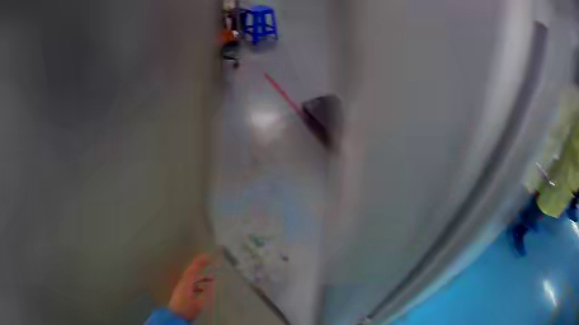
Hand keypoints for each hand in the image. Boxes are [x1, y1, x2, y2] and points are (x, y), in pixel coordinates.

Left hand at [168, 254, 213, 320]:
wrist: (175, 317)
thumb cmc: (186, 309)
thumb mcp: (199, 303)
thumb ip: (206, 293)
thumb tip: (211, 284)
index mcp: (186, 283)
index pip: (193, 269)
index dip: (200, 262)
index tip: (208, 257)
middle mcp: (182, 283)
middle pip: (192, 273)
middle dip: (201, 269)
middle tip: (210, 266)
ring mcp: (181, 288)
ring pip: (192, 279)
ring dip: (201, 278)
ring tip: (211, 281)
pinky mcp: (181, 294)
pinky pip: (190, 285)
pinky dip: (198, 285)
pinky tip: (203, 290)